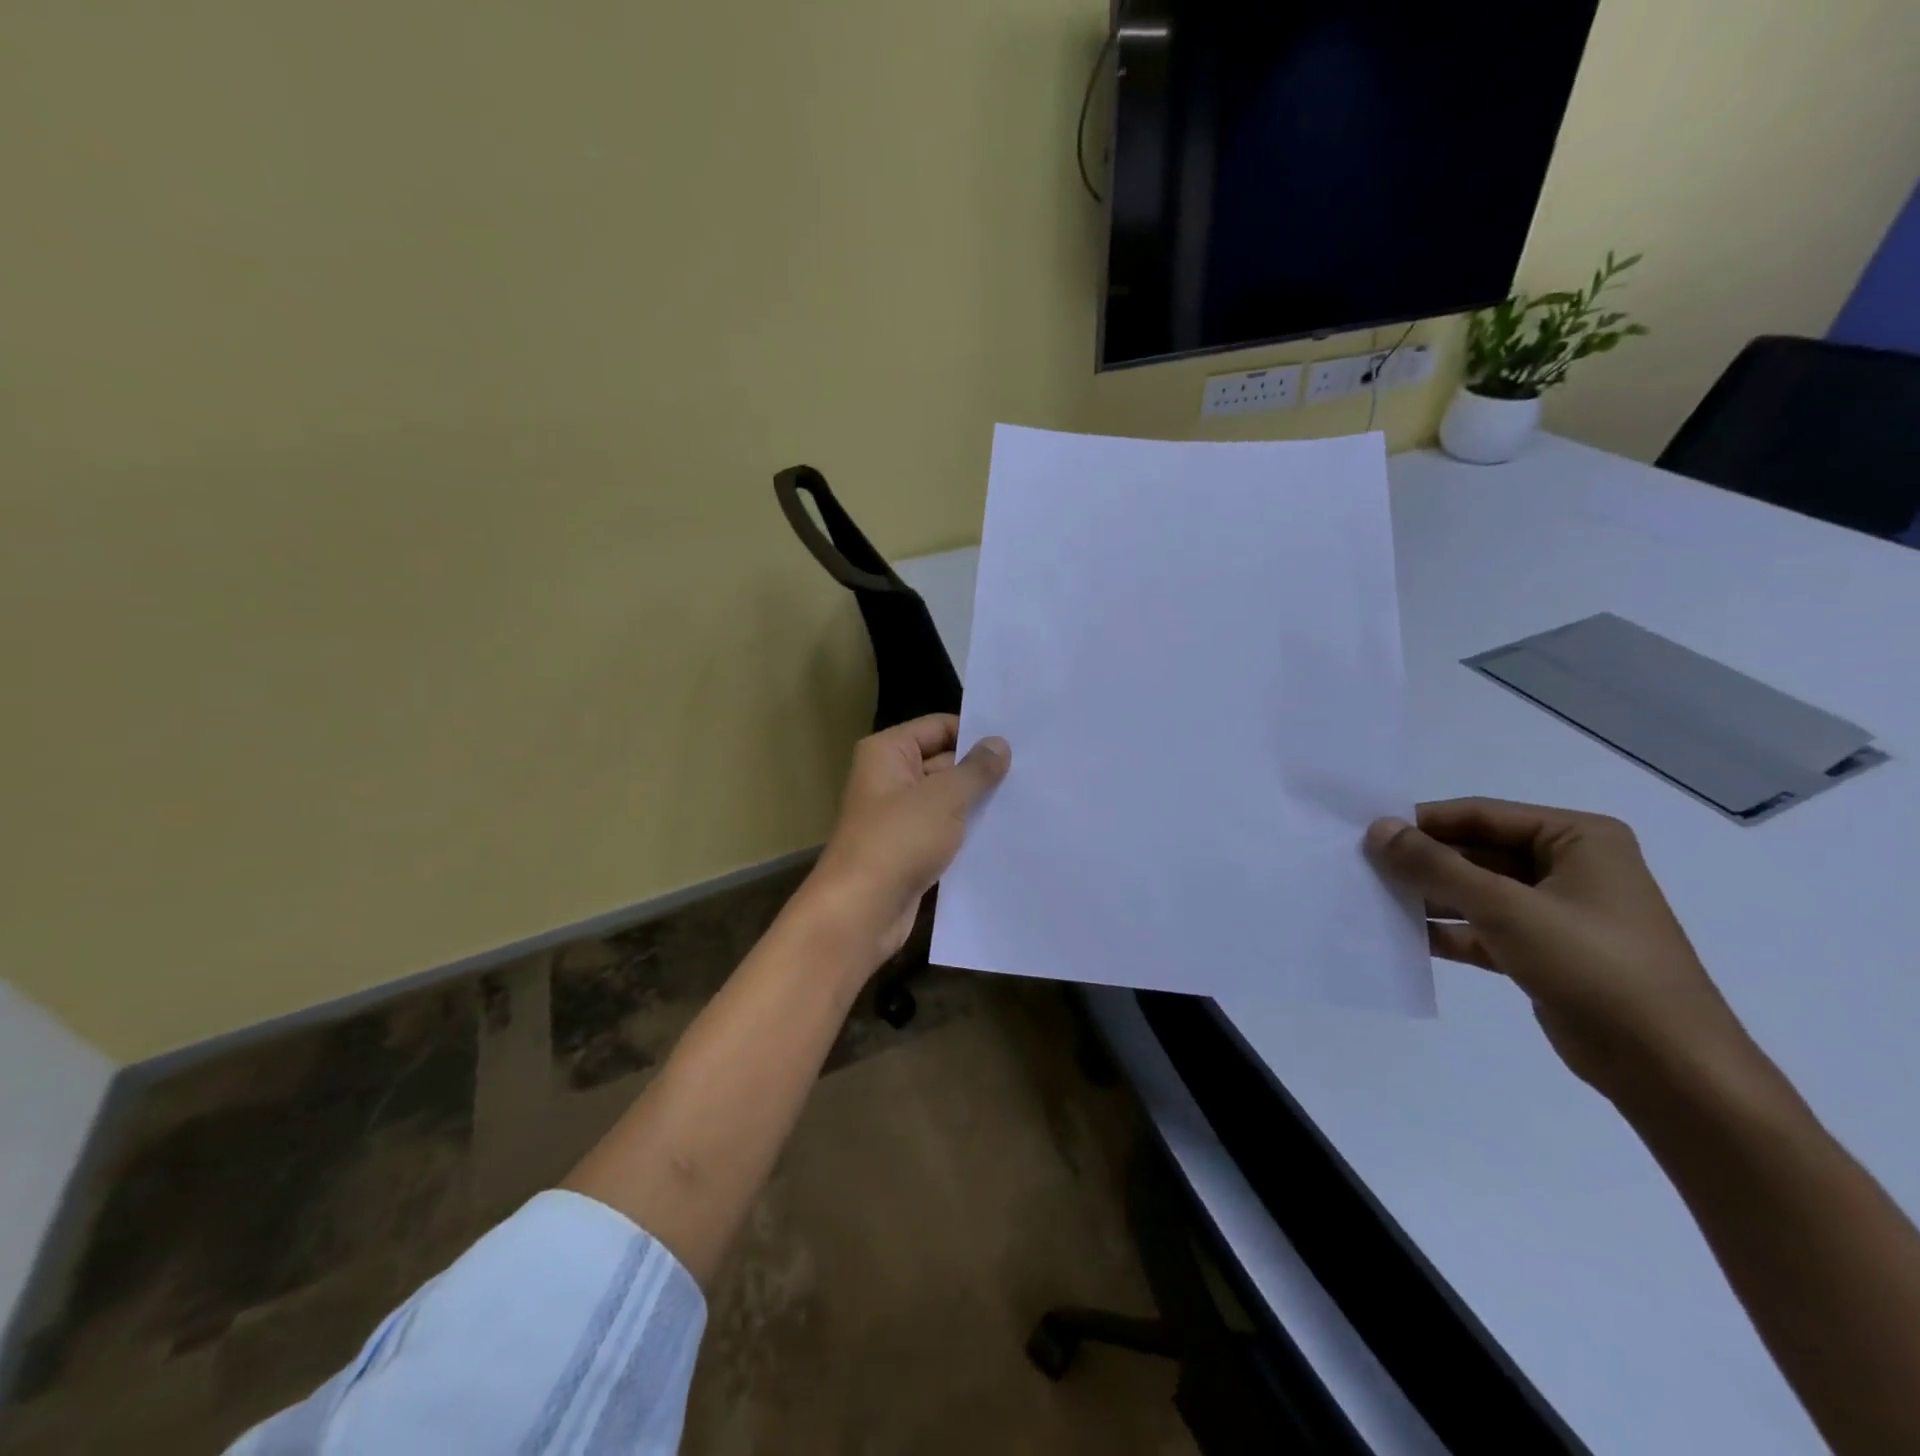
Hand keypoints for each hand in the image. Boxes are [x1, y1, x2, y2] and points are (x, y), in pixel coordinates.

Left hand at [794, 715, 1010, 970]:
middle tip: (1033, 772)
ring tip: (1028, 800)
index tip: (1019, 742)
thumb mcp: (944, 798)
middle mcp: (890, 778)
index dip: (976, 733)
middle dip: (982, 770)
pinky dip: (968, 833)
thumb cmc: (899, 840)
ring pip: (947, 800)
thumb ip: (975, 769)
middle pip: (944, 762)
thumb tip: (999, 743)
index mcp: (888, 753)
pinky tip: (1006, 834)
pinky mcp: (909, 850)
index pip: (939, 727)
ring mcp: (899, 817)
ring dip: (978, 804)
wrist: (862, 911)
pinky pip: (944, 831)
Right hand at [1365, 799, 1756, 1103]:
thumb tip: (1377, 829)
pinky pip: (1483, 928)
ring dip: (1429, 896)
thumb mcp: (1506, 907)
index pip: (1482, 815)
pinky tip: (1402, 935)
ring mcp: (1557, 912)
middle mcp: (1570, 867)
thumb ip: (1436, 866)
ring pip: (1476, 891)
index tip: (1367, 833)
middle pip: (1476, 852)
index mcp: (1578, 838)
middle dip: (1423, 862)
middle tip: (1362, 867)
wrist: (1669, 1069)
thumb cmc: (1594, 966)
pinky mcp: (1544, 952)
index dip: (1423, 822)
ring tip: (1372, 898)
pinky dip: (1446, 930)